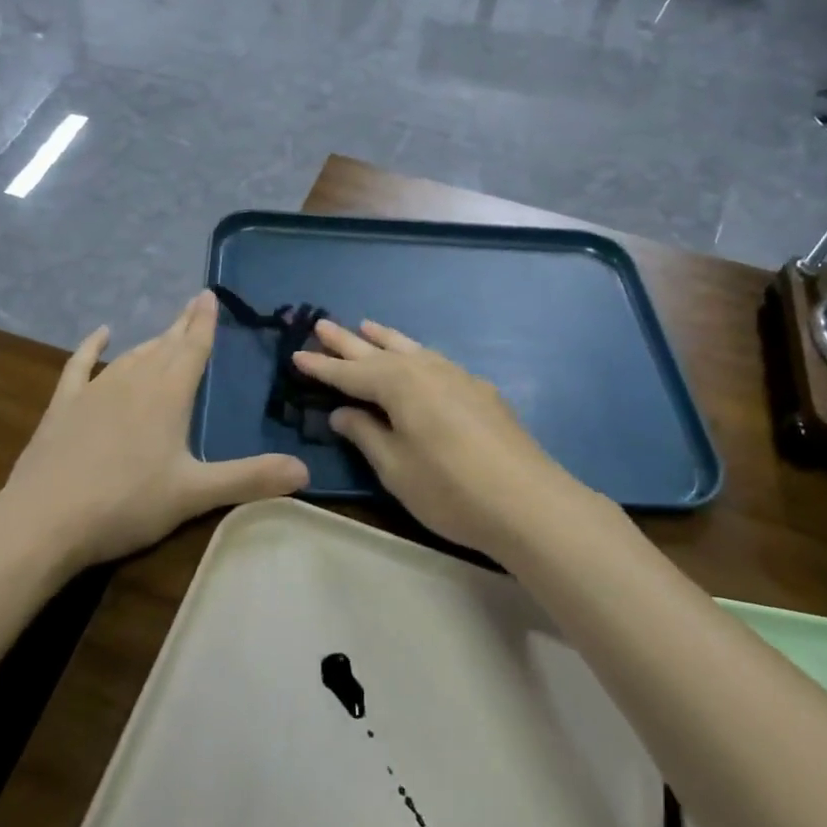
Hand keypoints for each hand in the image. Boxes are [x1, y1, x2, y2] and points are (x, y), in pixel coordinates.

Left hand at [0, 292, 307, 571]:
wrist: (43, 520)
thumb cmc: (126, 504)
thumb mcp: (194, 494)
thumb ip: (249, 478)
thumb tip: (305, 471)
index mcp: (168, 394)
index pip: (193, 347)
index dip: (204, 322)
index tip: (208, 294)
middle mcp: (134, 380)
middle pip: (164, 345)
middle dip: (182, 326)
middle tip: (194, 305)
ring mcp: (95, 389)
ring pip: (131, 354)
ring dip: (151, 341)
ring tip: (165, 333)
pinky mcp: (64, 404)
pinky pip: (80, 365)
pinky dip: (91, 347)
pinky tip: (100, 334)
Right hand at [292, 319, 581, 558]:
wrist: (528, 502)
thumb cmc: (450, 489)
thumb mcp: (396, 468)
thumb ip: (366, 434)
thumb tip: (342, 412)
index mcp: (399, 385)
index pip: (351, 373)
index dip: (323, 367)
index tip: (297, 354)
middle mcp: (426, 370)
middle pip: (379, 352)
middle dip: (348, 341)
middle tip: (322, 325)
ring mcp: (458, 377)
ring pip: (412, 349)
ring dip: (385, 339)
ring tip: (367, 326)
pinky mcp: (480, 391)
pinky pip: (435, 361)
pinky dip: (415, 354)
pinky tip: (417, 360)